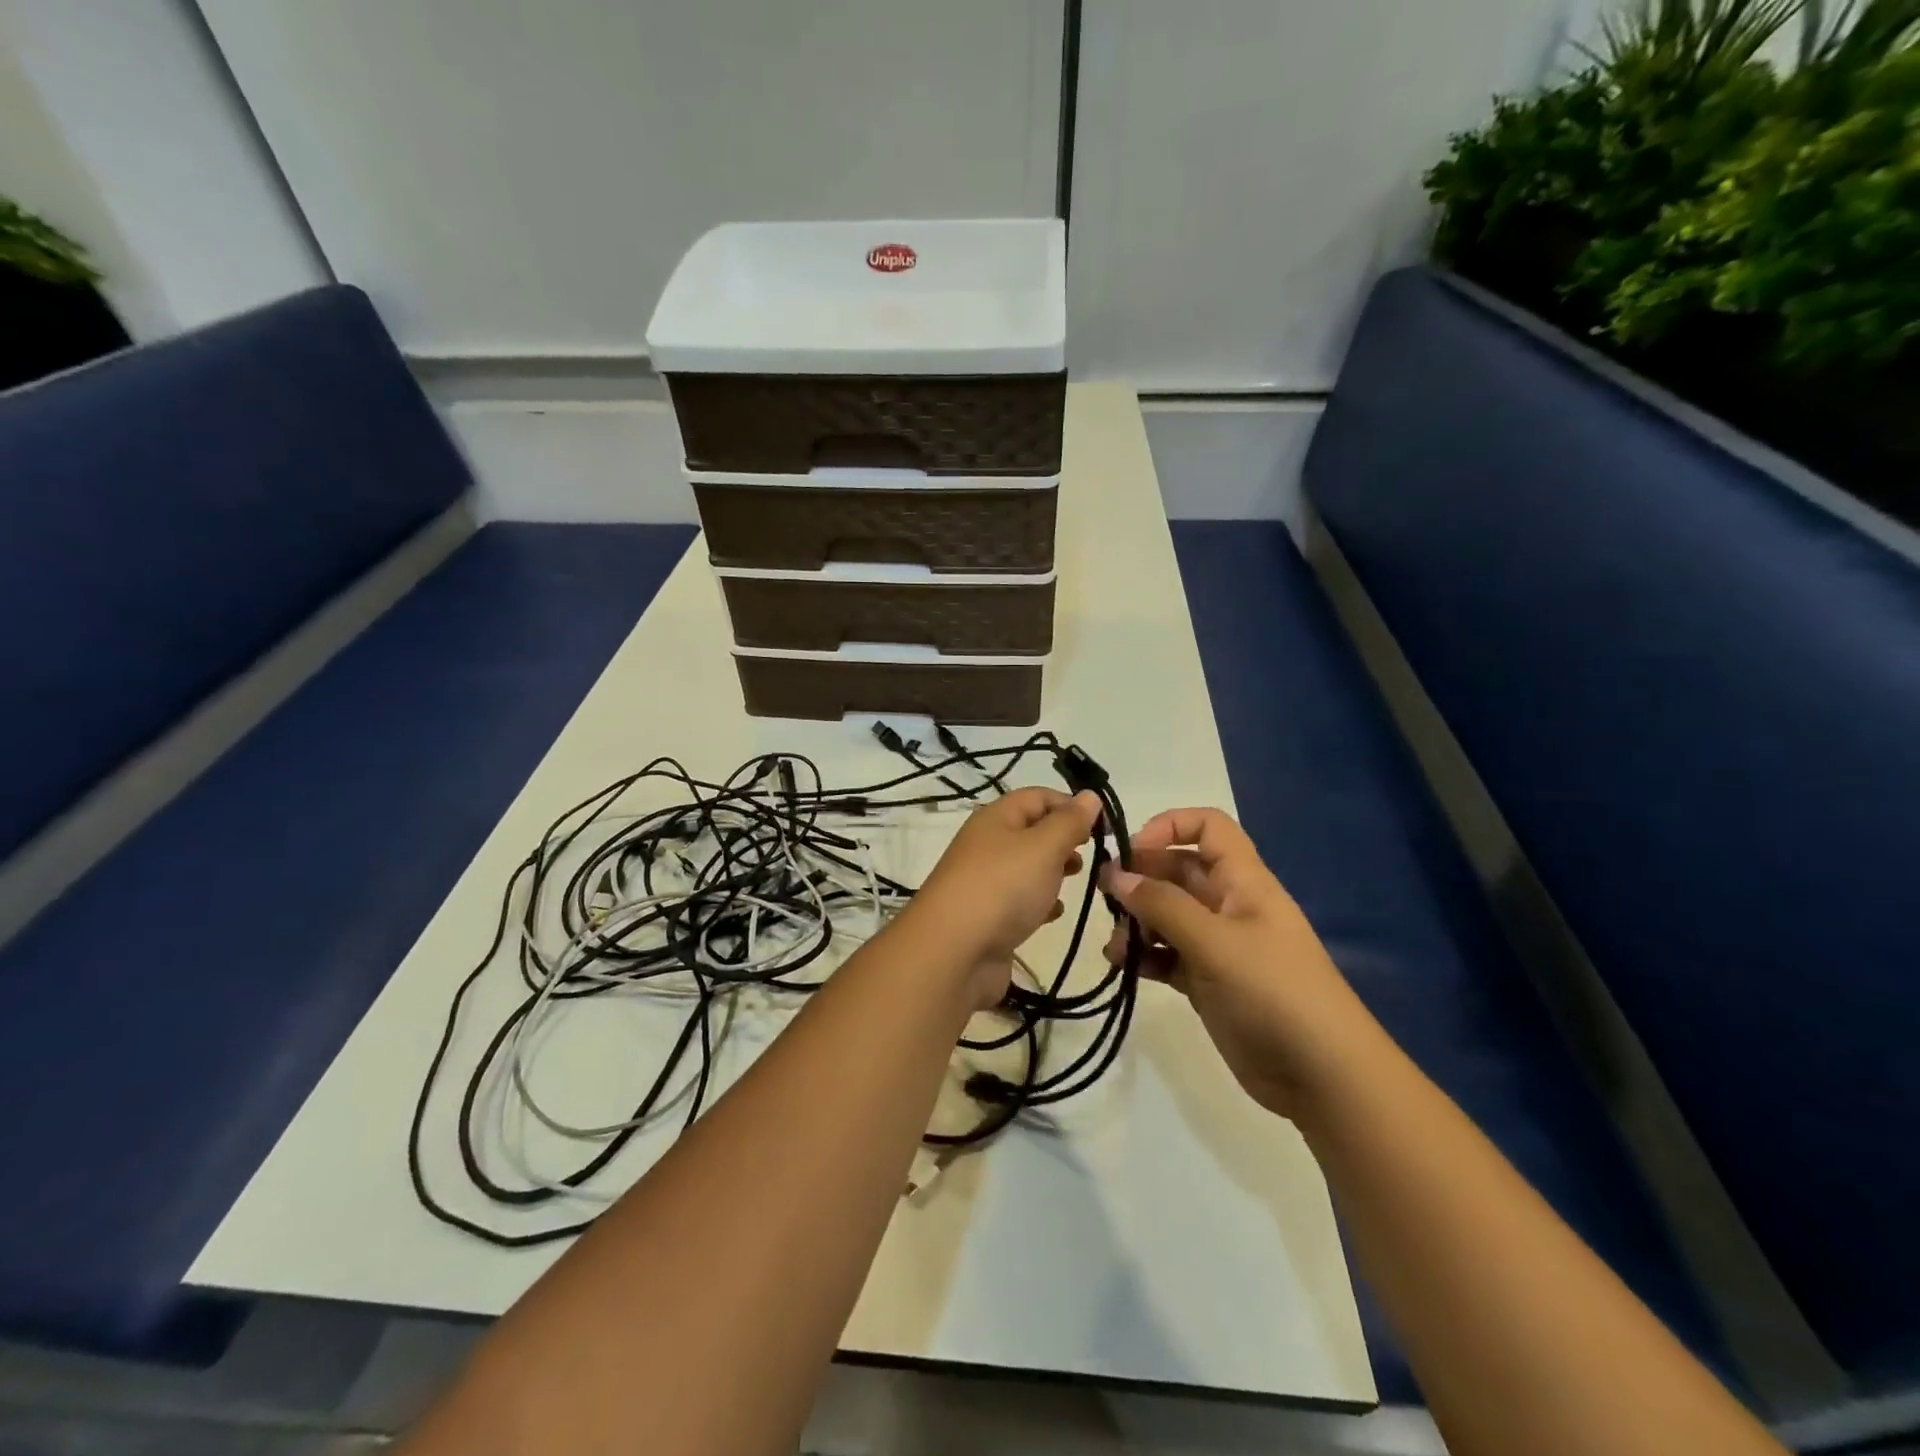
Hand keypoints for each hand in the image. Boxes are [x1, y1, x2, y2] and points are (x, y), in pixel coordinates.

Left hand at [908, 788, 1102, 1009]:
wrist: (953, 953)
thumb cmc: (1003, 888)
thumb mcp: (1043, 847)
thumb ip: (1069, 822)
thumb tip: (1089, 796)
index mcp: (995, 819)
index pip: (1037, 797)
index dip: (1069, 804)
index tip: (1101, 826)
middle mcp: (987, 845)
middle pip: (1031, 831)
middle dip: (1063, 839)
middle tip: (1092, 855)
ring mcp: (985, 883)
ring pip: (1026, 867)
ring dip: (1053, 871)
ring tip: (1076, 880)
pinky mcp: (987, 918)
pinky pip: (1019, 901)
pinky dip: (1039, 903)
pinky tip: (1054, 913)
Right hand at [1100, 807, 1380, 1119]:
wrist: (1323, 1077)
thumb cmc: (1273, 991)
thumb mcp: (1215, 942)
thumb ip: (1162, 905)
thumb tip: (1116, 874)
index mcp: (1243, 881)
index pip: (1208, 827)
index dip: (1169, 827)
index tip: (1131, 852)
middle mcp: (1229, 905)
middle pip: (1178, 871)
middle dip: (1141, 879)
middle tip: (1107, 900)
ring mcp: (1219, 946)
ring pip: (1168, 915)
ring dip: (1138, 923)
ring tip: (1118, 947)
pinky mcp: (1209, 982)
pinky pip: (1168, 956)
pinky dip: (1145, 957)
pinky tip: (1125, 968)